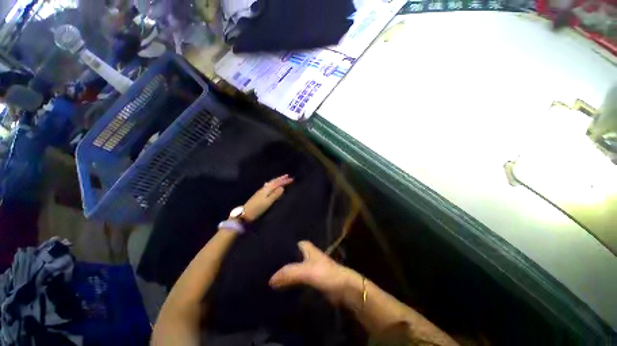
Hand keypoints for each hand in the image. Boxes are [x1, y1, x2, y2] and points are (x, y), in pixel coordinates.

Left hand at [243, 174, 293, 221]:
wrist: (244, 214)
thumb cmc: (257, 209)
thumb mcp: (268, 202)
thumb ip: (275, 195)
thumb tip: (282, 187)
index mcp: (267, 189)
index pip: (277, 183)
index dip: (285, 181)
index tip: (292, 179)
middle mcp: (264, 188)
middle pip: (273, 181)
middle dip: (281, 178)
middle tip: (287, 176)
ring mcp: (260, 191)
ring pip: (270, 183)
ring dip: (276, 180)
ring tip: (281, 179)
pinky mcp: (259, 194)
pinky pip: (268, 186)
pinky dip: (272, 183)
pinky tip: (269, 184)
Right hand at [269, 241, 354, 303]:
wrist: (344, 289)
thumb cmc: (326, 274)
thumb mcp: (307, 271)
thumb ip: (289, 273)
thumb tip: (270, 280)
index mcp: (305, 247)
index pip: (288, 245)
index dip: (277, 250)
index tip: (264, 256)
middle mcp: (306, 254)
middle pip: (288, 257)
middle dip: (278, 263)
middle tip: (263, 270)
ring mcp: (307, 267)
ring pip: (291, 268)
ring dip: (283, 273)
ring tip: (266, 278)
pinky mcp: (309, 279)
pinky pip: (295, 279)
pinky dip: (288, 282)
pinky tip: (278, 287)